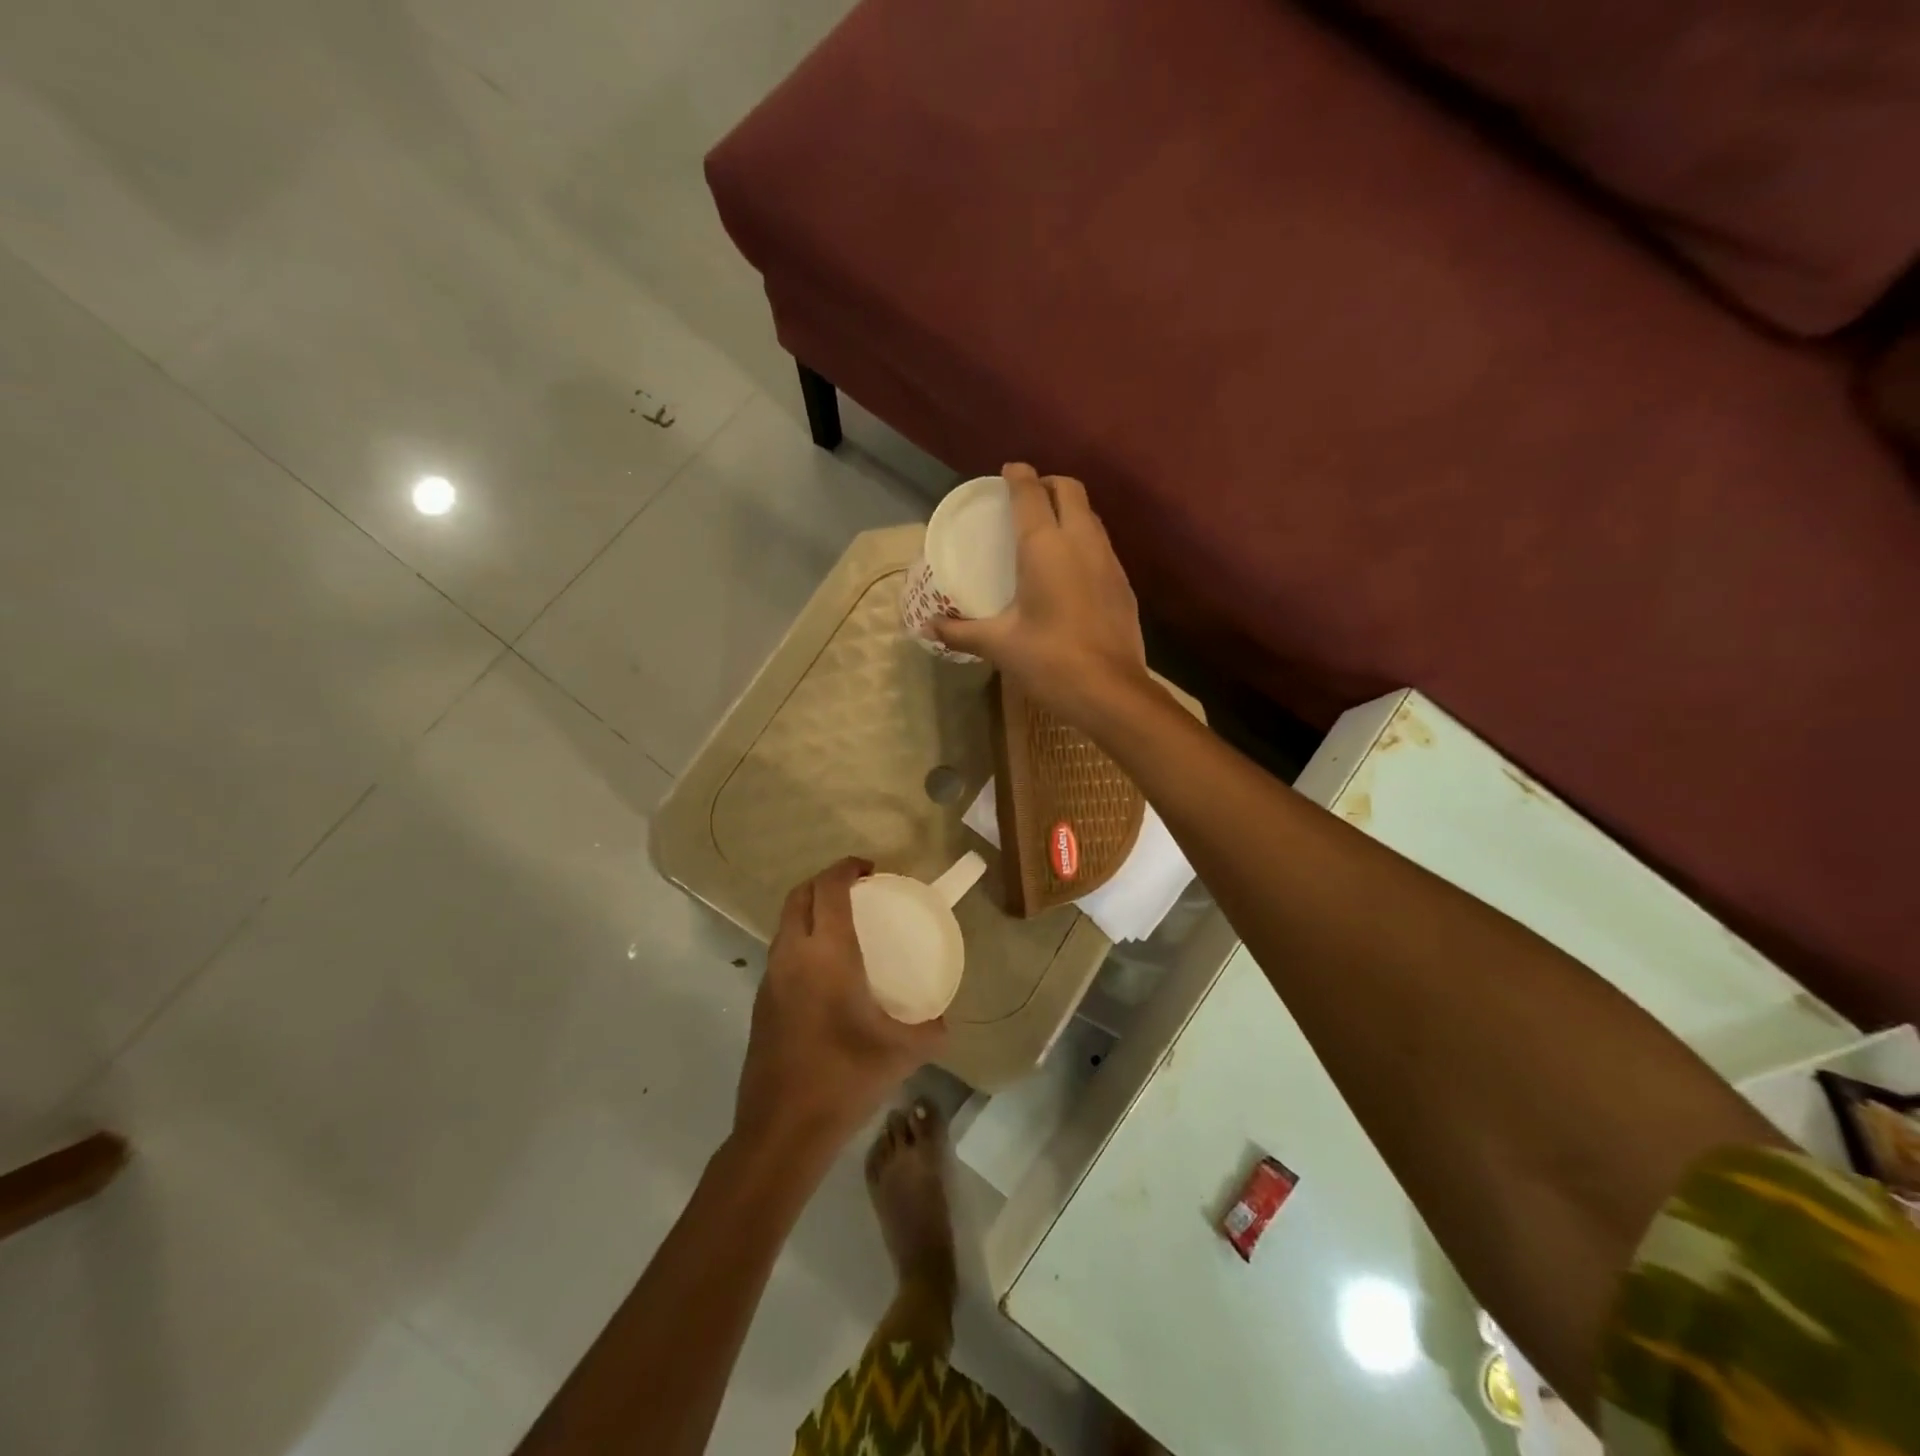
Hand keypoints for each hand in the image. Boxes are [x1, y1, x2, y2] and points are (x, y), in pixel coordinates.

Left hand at [734, 859, 944, 1150]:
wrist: (781, 1131)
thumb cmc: (844, 1079)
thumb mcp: (902, 1054)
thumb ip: (930, 1031)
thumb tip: (943, 1022)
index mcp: (827, 954)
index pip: (829, 889)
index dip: (847, 868)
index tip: (870, 869)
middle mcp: (792, 956)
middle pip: (799, 896)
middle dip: (824, 882)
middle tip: (856, 891)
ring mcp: (770, 980)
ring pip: (785, 924)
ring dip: (809, 911)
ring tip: (842, 927)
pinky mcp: (760, 1004)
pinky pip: (781, 953)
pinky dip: (801, 942)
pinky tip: (825, 974)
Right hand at [933, 464, 1153, 725]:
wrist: (1110, 692)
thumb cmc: (1049, 660)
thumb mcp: (999, 645)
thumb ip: (962, 631)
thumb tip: (930, 627)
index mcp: (1045, 546)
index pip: (1031, 493)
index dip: (1018, 476)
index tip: (1007, 472)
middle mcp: (1081, 541)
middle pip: (1070, 490)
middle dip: (1048, 484)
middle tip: (1027, 499)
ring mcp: (1109, 560)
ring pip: (1091, 516)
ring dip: (1069, 510)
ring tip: (1047, 530)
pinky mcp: (1123, 584)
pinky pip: (1102, 545)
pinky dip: (1084, 540)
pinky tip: (1070, 569)